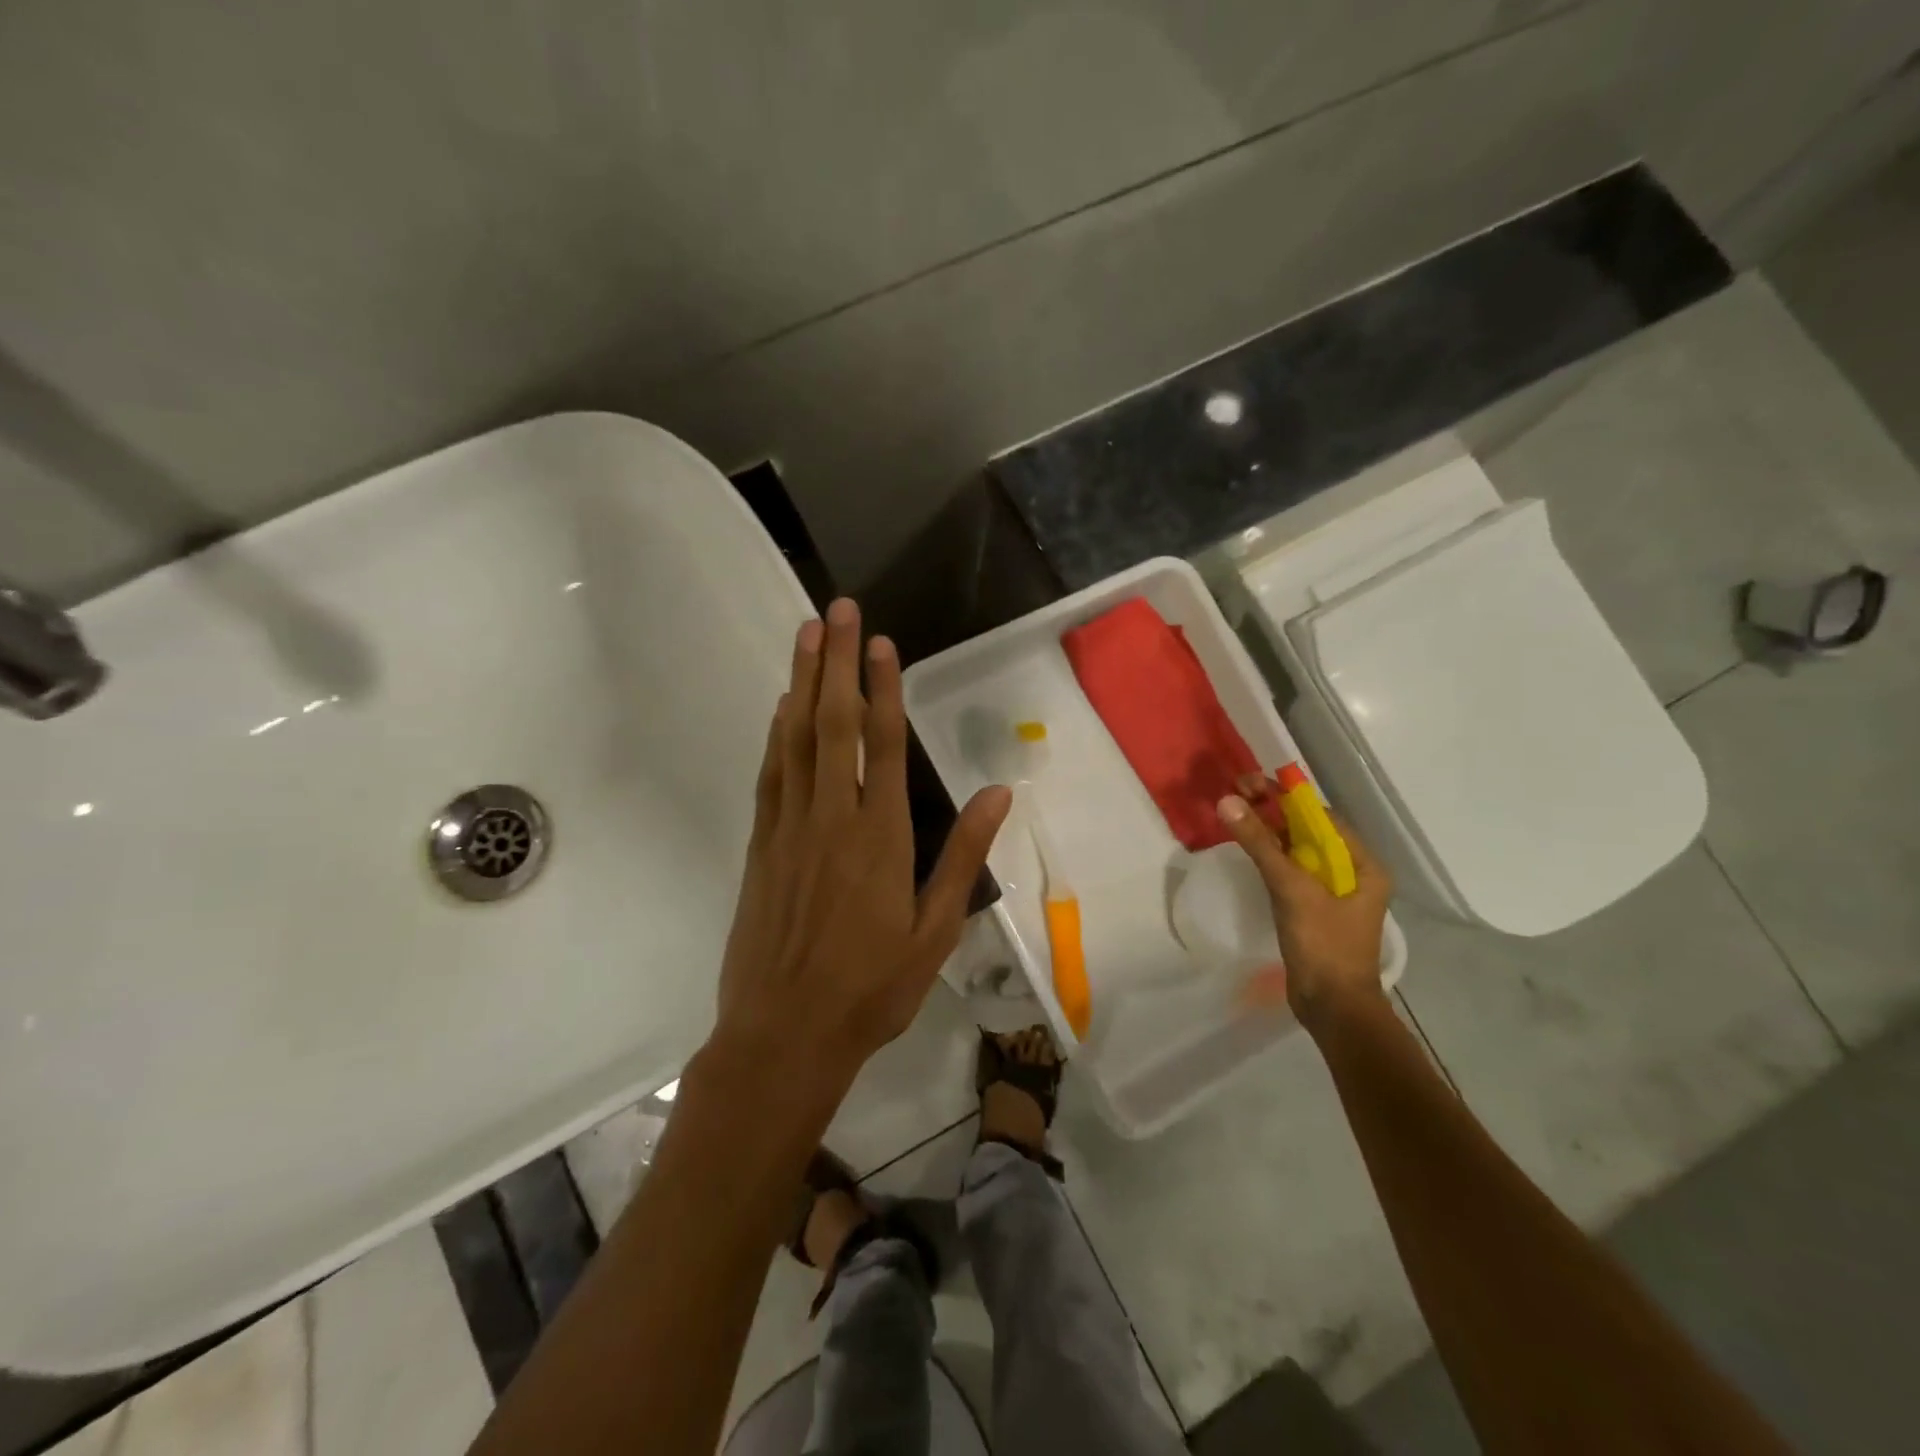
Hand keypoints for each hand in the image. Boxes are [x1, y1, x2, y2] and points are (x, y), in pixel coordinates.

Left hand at [713, 598, 1011, 1097]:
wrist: (784, 1034)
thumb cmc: (871, 988)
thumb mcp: (936, 930)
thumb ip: (963, 856)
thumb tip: (997, 792)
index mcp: (881, 837)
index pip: (885, 745)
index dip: (883, 688)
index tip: (881, 643)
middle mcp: (832, 818)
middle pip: (833, 724)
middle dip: (835, 662)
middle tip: (836, 609)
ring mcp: (789, 828)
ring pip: (794, 738)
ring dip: (800, 682)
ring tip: (806, 634)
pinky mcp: (761, 844)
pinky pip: (772, 773)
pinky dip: (776, 732)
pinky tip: (781, 706)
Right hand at [1215, 777, 1391, 1034]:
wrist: (1333, 1008)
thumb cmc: (1323, 945)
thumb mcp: (1291, 889)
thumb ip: (1260, 844)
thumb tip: (1228, 801)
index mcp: (1362, 865)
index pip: (1321, 818)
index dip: (1285, 798)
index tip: (1250, 783)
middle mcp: (1352, 874)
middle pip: (1309, 833)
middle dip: (1274, 812)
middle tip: (1236, 794)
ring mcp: (1333, 894)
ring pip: (1298, 852)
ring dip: (1269, 833)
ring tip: (1236, 814)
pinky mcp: (1314, 910)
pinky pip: (1291, 873)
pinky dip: (1271, 858)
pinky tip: (1249, 850)